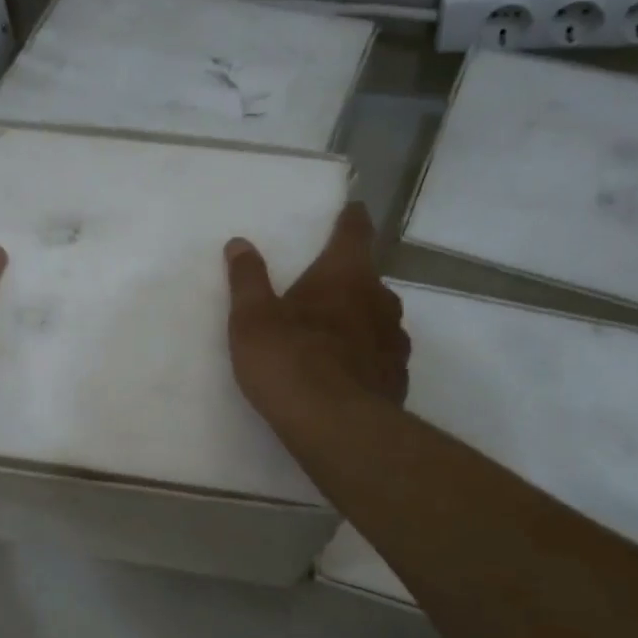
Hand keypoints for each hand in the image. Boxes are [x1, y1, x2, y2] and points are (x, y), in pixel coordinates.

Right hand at [225, 201, 408, 430]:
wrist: (336, 428)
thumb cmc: (289, 361)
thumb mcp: (253, 319)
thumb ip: (247, 279)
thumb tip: (240, 243)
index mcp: (346, 276)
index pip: (355, 233)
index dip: (351, 219)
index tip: (352, 210)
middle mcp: (379, 301)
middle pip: (367, 279)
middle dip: (347, 280)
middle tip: (322, 288)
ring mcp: (394, 341)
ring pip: (377, 318)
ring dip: (358, 319)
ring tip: (332, 334)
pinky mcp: (397, 378)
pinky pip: (380, 355)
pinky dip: (364, 355)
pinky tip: (345, 373)